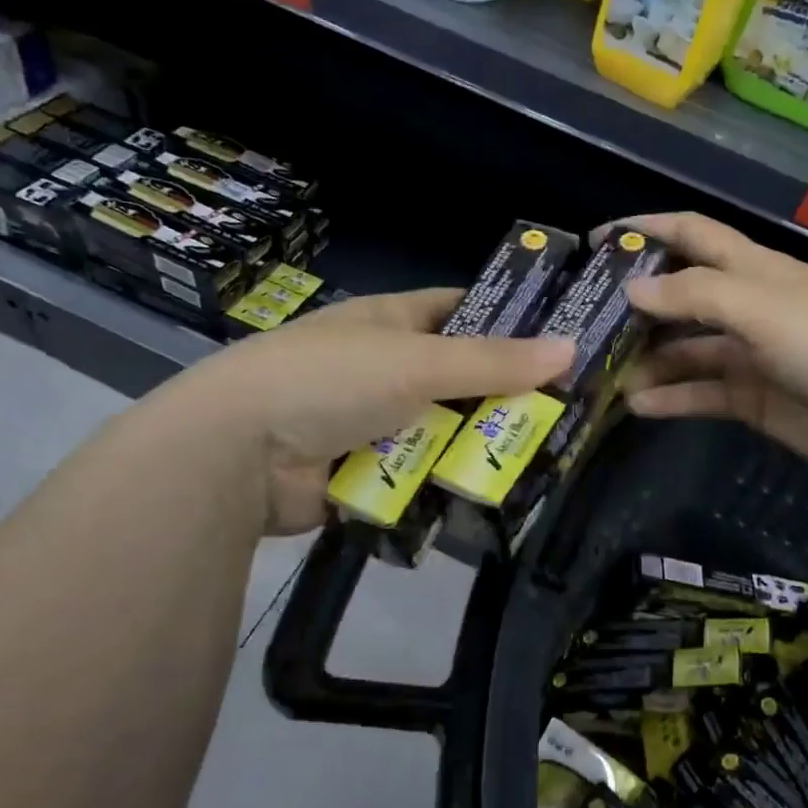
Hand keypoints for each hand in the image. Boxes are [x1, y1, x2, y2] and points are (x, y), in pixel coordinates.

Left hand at [174, 288, 573, 535]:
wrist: (235, 455)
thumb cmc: (330, 380)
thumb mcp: (418, 362)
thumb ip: (494, 361)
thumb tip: (572, 348)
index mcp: (392, 322)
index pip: (463, 310)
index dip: (509, 320)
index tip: (560, 339)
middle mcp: (385, 367)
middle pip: (461, 378)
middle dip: (505, 396)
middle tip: (568, 415)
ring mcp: (373, 421)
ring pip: (444, 431)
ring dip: (479, 447)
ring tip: (545, 463)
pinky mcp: (364, 472)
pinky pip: (420, 475)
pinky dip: (447, 484)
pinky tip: (495, 496)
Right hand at [620, 213, 807, 485]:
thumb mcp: (763, 308)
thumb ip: (695, 295)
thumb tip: (632, 290)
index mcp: (755, 269)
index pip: (693, 234)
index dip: (647, 229)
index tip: (599, 240)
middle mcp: (749, 306)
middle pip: (681, 296)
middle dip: (637, 305)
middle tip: (587, 321)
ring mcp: (751, 354)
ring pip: (687, 350)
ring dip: (648, 359)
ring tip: (603, 373)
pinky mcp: (755, 398)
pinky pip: (702, 393)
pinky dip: (672, 397)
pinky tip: (638, 405)